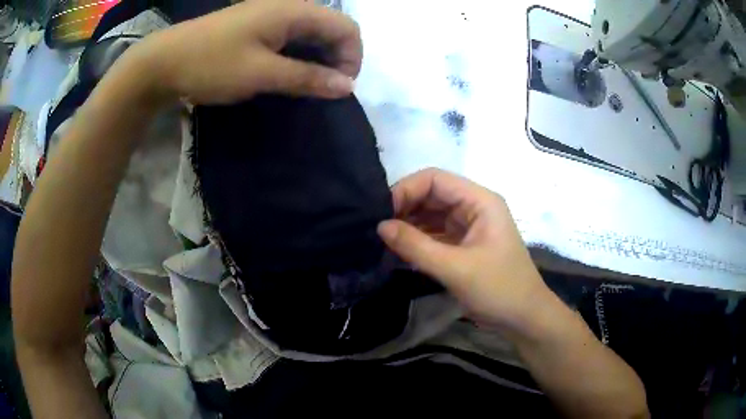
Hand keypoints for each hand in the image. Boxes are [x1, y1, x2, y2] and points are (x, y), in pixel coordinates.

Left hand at [133, 0, 361, 103]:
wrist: (164, 61)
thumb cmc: (211, 64)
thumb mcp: (261, 73)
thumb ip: (307, 77)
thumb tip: (348, 86)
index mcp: (294, 11)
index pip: (346, 28)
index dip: (351, 58)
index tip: (338, 88)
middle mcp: (288, 7)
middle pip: (331, 29)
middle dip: (336, 60)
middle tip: (322, 91)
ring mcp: (271, 15)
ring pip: (311, 34)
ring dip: (317, 60)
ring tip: (305, 87)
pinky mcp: (257, 26)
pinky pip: (291, 38)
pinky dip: (298, 57)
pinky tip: (287, 74)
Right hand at [377, 168, 548, 330]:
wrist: (524, 318)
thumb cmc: (498, 289)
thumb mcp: (456, 269)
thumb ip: (416, 246)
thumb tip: (380, 226)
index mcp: (479, 201)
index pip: (435, 179)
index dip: (406, 190)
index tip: (382, 213)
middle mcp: (473, 207)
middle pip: (431, 195)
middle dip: (404, 207)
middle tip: (378, 228)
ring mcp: (468, 226)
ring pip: (431, 215)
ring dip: (408, 224)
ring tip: (382, 239)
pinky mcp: (463, 245)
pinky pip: (435, 234)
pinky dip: (417, 240)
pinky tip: (398, 250)